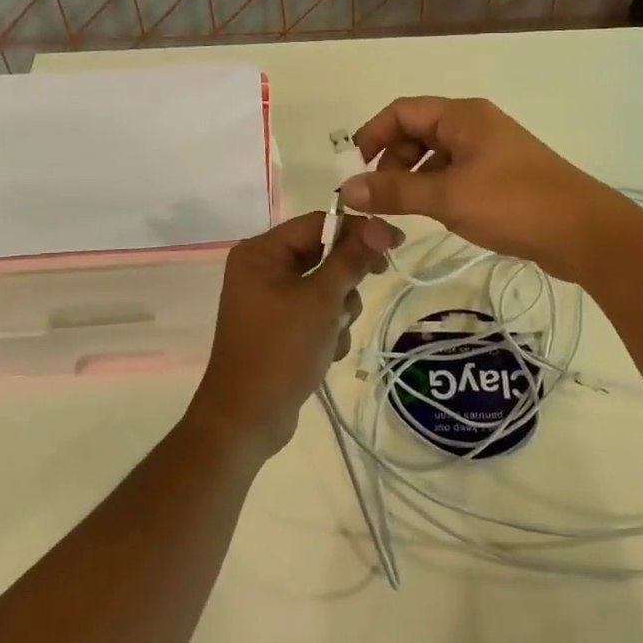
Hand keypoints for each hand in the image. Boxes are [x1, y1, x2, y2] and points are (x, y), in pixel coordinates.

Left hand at [185, 211, 399, 459]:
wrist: (246, 419)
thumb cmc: (281, 350)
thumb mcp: (321, 300)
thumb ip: (351, 259)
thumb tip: (380, 225)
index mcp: (261, 253)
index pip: (319, 223)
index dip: (359, 230)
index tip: (395, 243)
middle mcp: (261, 269)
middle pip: (323, 254)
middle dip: (346, 280)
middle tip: (370, 287)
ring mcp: (268, 300)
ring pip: (324, 286)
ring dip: (340, 309)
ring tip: (334, 334)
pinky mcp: (278, 327)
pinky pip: (315, 312)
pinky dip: (328, 328)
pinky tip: (327, 352)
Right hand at [341, 97, 634, 282]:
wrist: (583, 232)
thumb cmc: (513, 204)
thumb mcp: (447, 197)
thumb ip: (394, 191)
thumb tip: (346, 189)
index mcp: (462, 116)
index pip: (401, 111)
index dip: (372, 136)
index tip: (354, 172)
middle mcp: (474, 125)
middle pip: (417, 132)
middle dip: (391, 162)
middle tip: (380, 200)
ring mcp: (490, 151)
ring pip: (435, 156)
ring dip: (412, 179)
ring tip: (403, 213)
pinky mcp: (501, 177)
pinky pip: (455, 175)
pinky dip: (436, 190)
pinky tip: (434, 216)